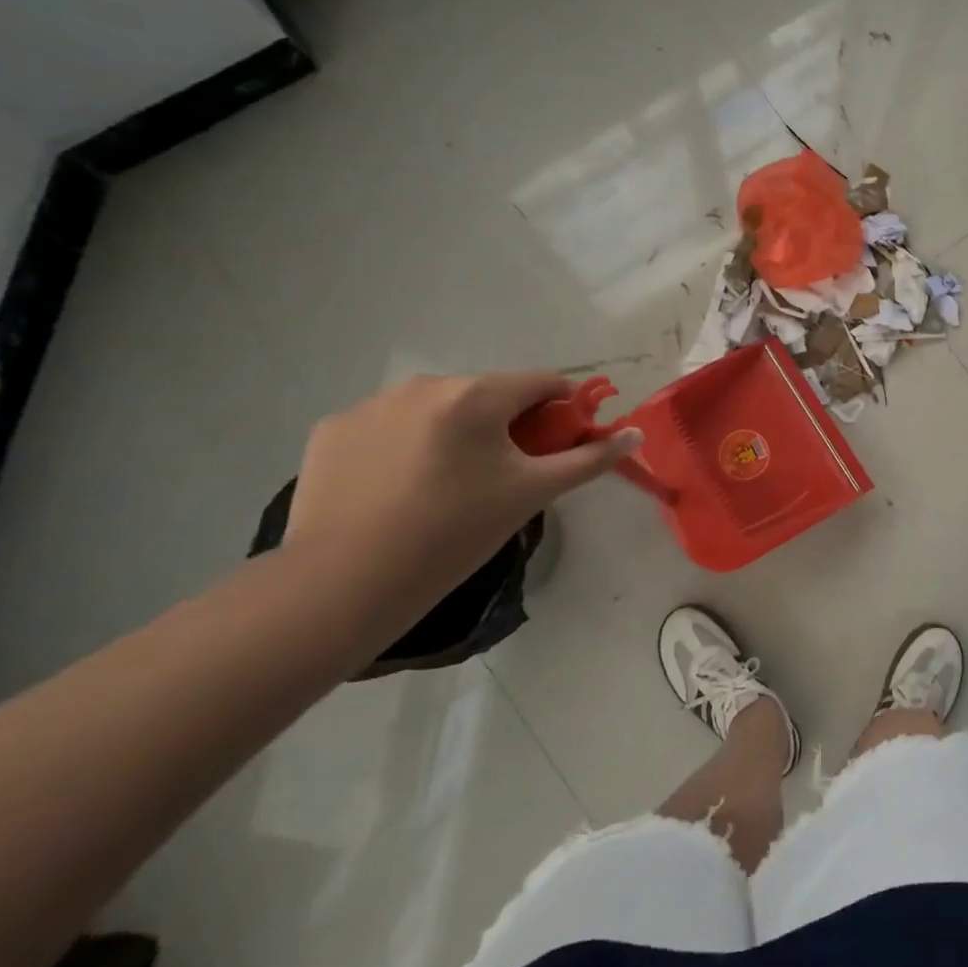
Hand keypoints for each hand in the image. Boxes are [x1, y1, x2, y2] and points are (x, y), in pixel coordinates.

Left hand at [285, 370, 642, 608]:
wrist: (344, 583)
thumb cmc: (455, 533)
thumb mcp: (532, 494)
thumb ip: (588, 459)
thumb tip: (635, 434)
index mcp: (477, 395)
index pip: (543, 383)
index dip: (563, 409)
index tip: (561, 444)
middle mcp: (425, 385)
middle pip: (488, 395)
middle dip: (506, 425)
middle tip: (503, 476)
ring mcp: (371, 404)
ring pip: (436, 410)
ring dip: (454, 433)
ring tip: (445, 486)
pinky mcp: (332, 429)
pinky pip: (387, 427)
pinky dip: (403, 447)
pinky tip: (396, 489)